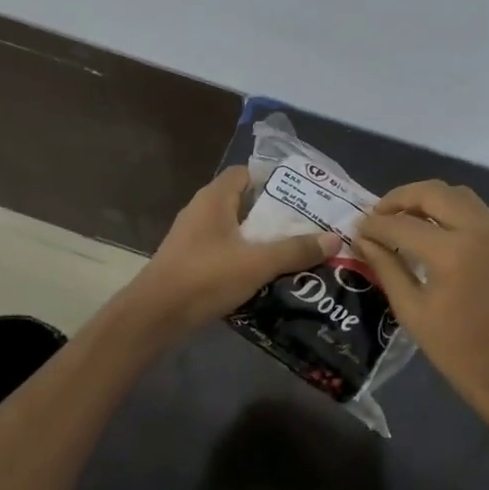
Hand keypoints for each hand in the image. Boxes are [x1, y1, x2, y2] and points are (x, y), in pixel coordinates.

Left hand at [128, 167, 339, 335]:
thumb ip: (295, 250)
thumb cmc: (205, 277)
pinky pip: (225, 251)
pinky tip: (266, 274)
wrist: (154, 316)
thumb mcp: (257, 263)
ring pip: (235, 230)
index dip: (274, 180)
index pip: (246, 173)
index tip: (303, 195)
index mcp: (214, 198)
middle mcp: (202, 211)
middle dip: (275, 214)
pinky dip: (245, 258)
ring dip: (261, 239)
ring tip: (295, 251)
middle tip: (307, 226)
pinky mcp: (190, 261)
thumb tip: (334, 238)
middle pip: (244, 202)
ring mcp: (193, 237)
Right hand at [354, 180, 488, 432]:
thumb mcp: (412, 310)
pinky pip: (476, 210)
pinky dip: (451, 209)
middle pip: (433, 192)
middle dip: (400, 198)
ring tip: (404, 219)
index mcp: (451, 251)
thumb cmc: (457, 350)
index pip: (402, 224)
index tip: (357, 227)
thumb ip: (386, 267)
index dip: (375, 224)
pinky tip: (435, 231)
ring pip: (457, 194)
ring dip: (428, 199)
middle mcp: (478, 229)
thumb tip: (363, 239)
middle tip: (378, 215)